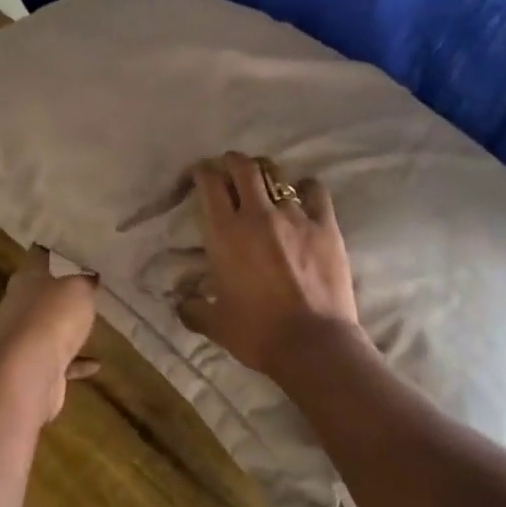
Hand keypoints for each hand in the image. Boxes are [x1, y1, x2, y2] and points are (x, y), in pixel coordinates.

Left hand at [0, 246, 99, 420]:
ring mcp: (22, 338)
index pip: (37, 257)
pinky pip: (57, 359)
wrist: (32, 370)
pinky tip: (96, 364)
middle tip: (85, 287)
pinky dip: (75, 361)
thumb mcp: (79, 288)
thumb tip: (89, 276)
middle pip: (39, 293)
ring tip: (88, 325)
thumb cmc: (54, 316)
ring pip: (46, 327)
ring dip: (65, 328)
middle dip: (59, 292)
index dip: (52, 252)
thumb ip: (85, 280)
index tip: (69, 249)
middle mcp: (17, 306)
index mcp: (25, 279)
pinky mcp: (31, 365)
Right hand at [175, 153, 360, 377]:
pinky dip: (306, 188)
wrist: (312, 344)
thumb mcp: (215, 324)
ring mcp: (295, 217)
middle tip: (229, 169)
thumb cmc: (257, 334)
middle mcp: (257, 215)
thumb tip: (180, 303)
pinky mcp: (325, 225)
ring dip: (266, 174)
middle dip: (232, 162)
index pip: (209, 184)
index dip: (202, 173)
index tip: (200, 175)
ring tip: (264, 182)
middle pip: (243, 167)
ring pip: (277, 175)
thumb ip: (192, 309)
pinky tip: (303, 195)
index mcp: (224, 233)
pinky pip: (315, 191)